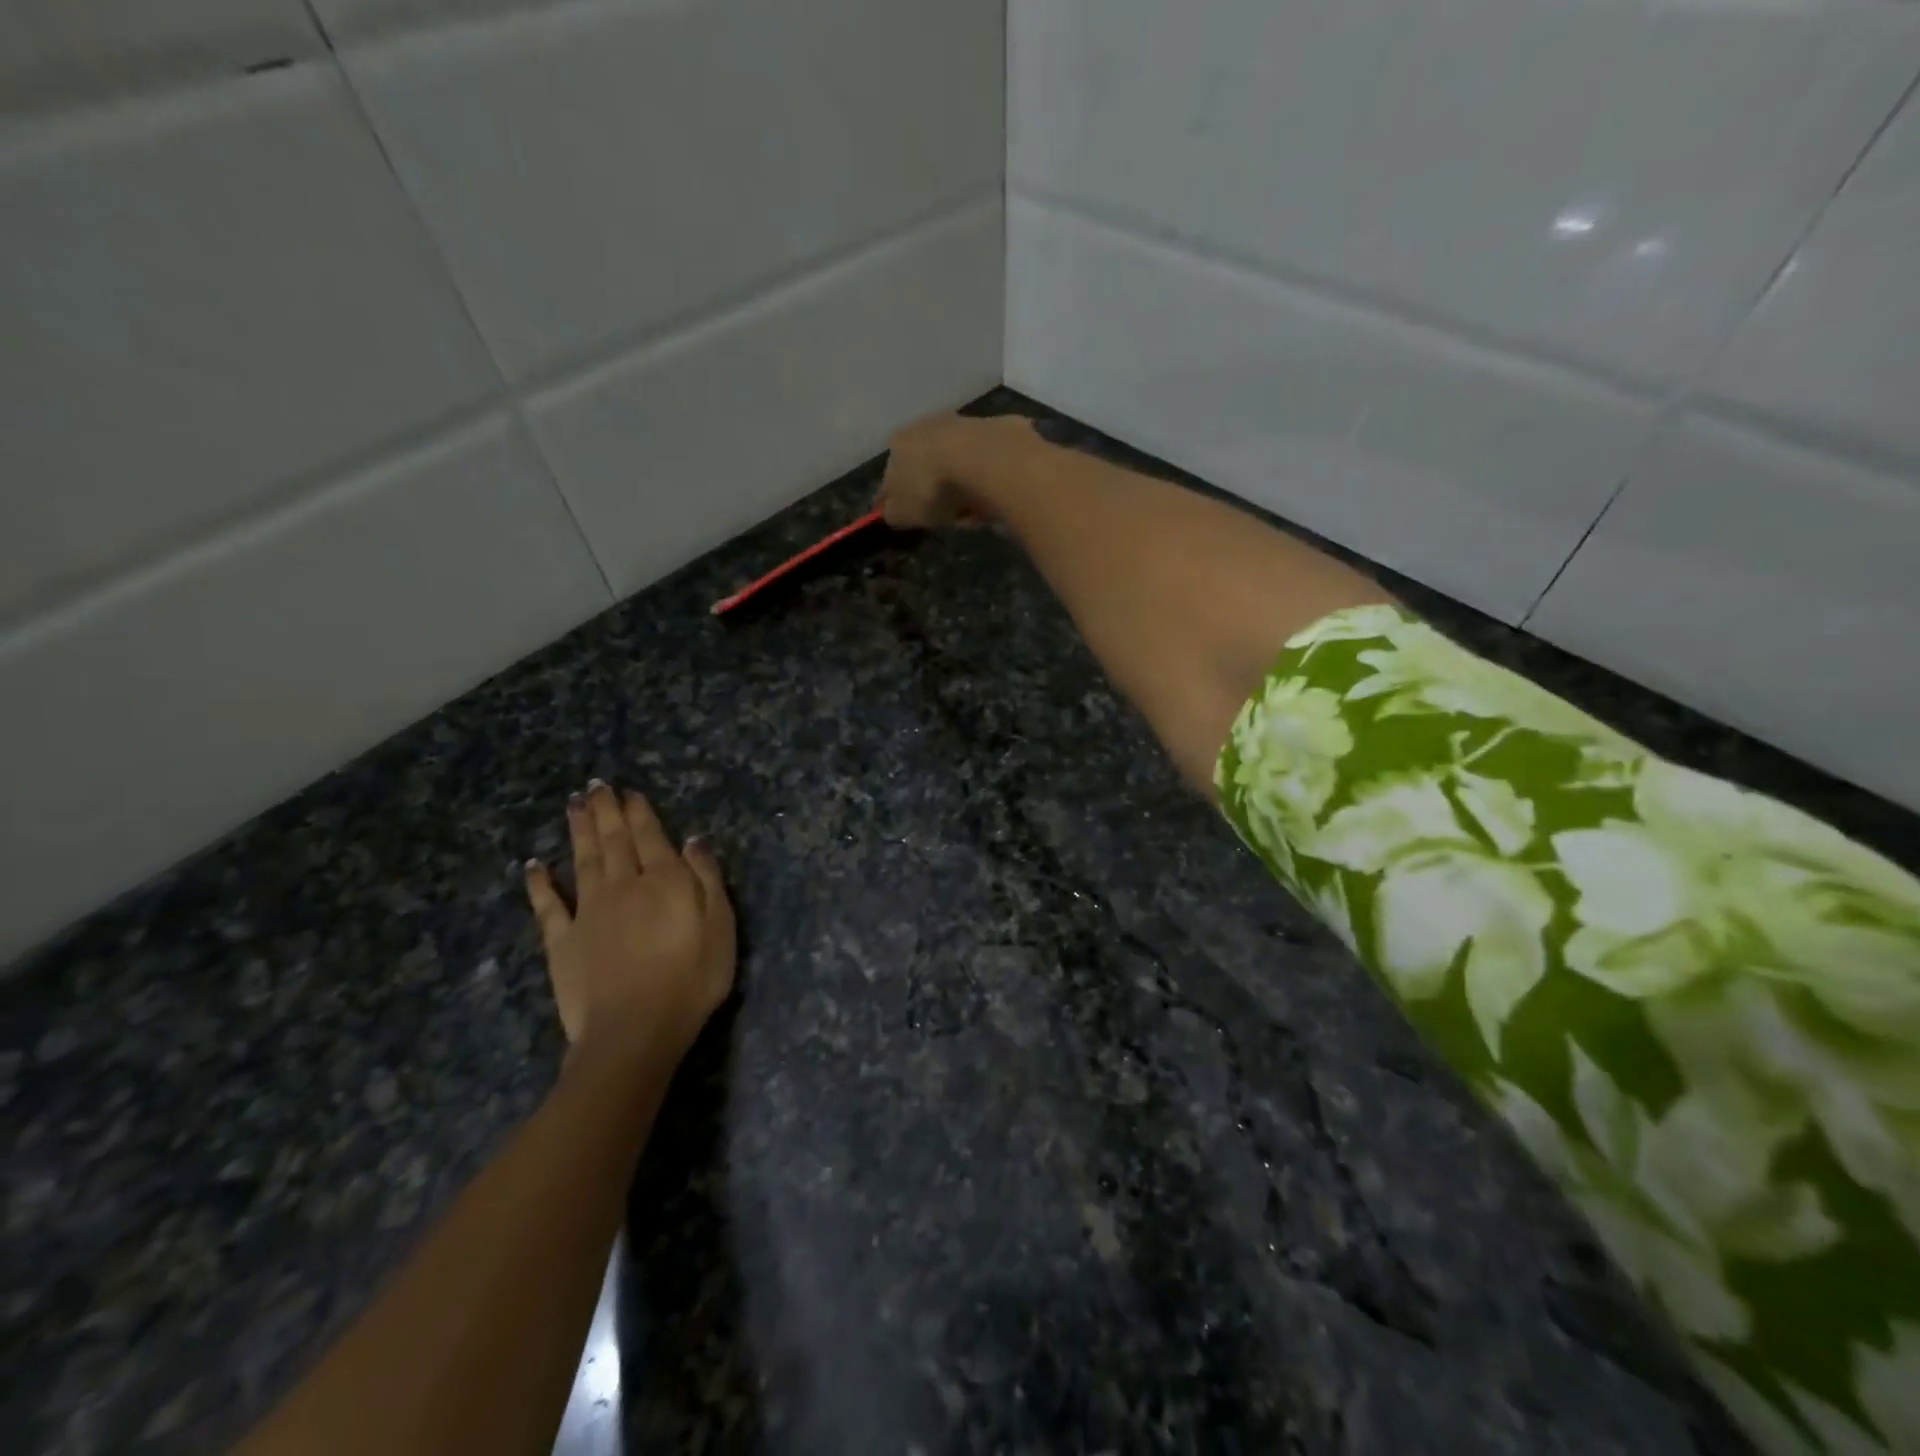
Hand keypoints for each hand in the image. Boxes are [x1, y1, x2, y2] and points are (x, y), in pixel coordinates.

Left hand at [524, 782, 734, 1065]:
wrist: (635, 1030)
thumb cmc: (692, 979)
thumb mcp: (721, 926)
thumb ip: (706, 879)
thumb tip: (693, 840)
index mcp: (664, 881)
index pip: (651, 837)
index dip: (640, 812)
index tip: (630, 792)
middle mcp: (623, 886)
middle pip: (613, 841)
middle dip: (606, 811)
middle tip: (596, 786)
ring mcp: (588, 912)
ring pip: (583, 861)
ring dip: (578, 831)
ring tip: (574, 804)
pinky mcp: (562, 942)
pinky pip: (548, 906)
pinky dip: (540, 883)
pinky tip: (533, 865)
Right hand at [876, 412, 1034, 528]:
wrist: (986, 461)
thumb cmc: (933, 488)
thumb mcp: (902, 513)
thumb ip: (892, 512)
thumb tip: (890, 510)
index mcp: (899, 443)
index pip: (891, 474)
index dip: (898, 497)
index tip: (908, 514)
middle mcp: (927, 424)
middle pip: (927, 462)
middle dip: (933, 486)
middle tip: (945, 512)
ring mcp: (964, 422)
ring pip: (957, 460)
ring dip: (961, 481)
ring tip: (972, 508)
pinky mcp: (997, 428)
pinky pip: (986, 462)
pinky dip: (986, 477)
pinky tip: (992, 495)